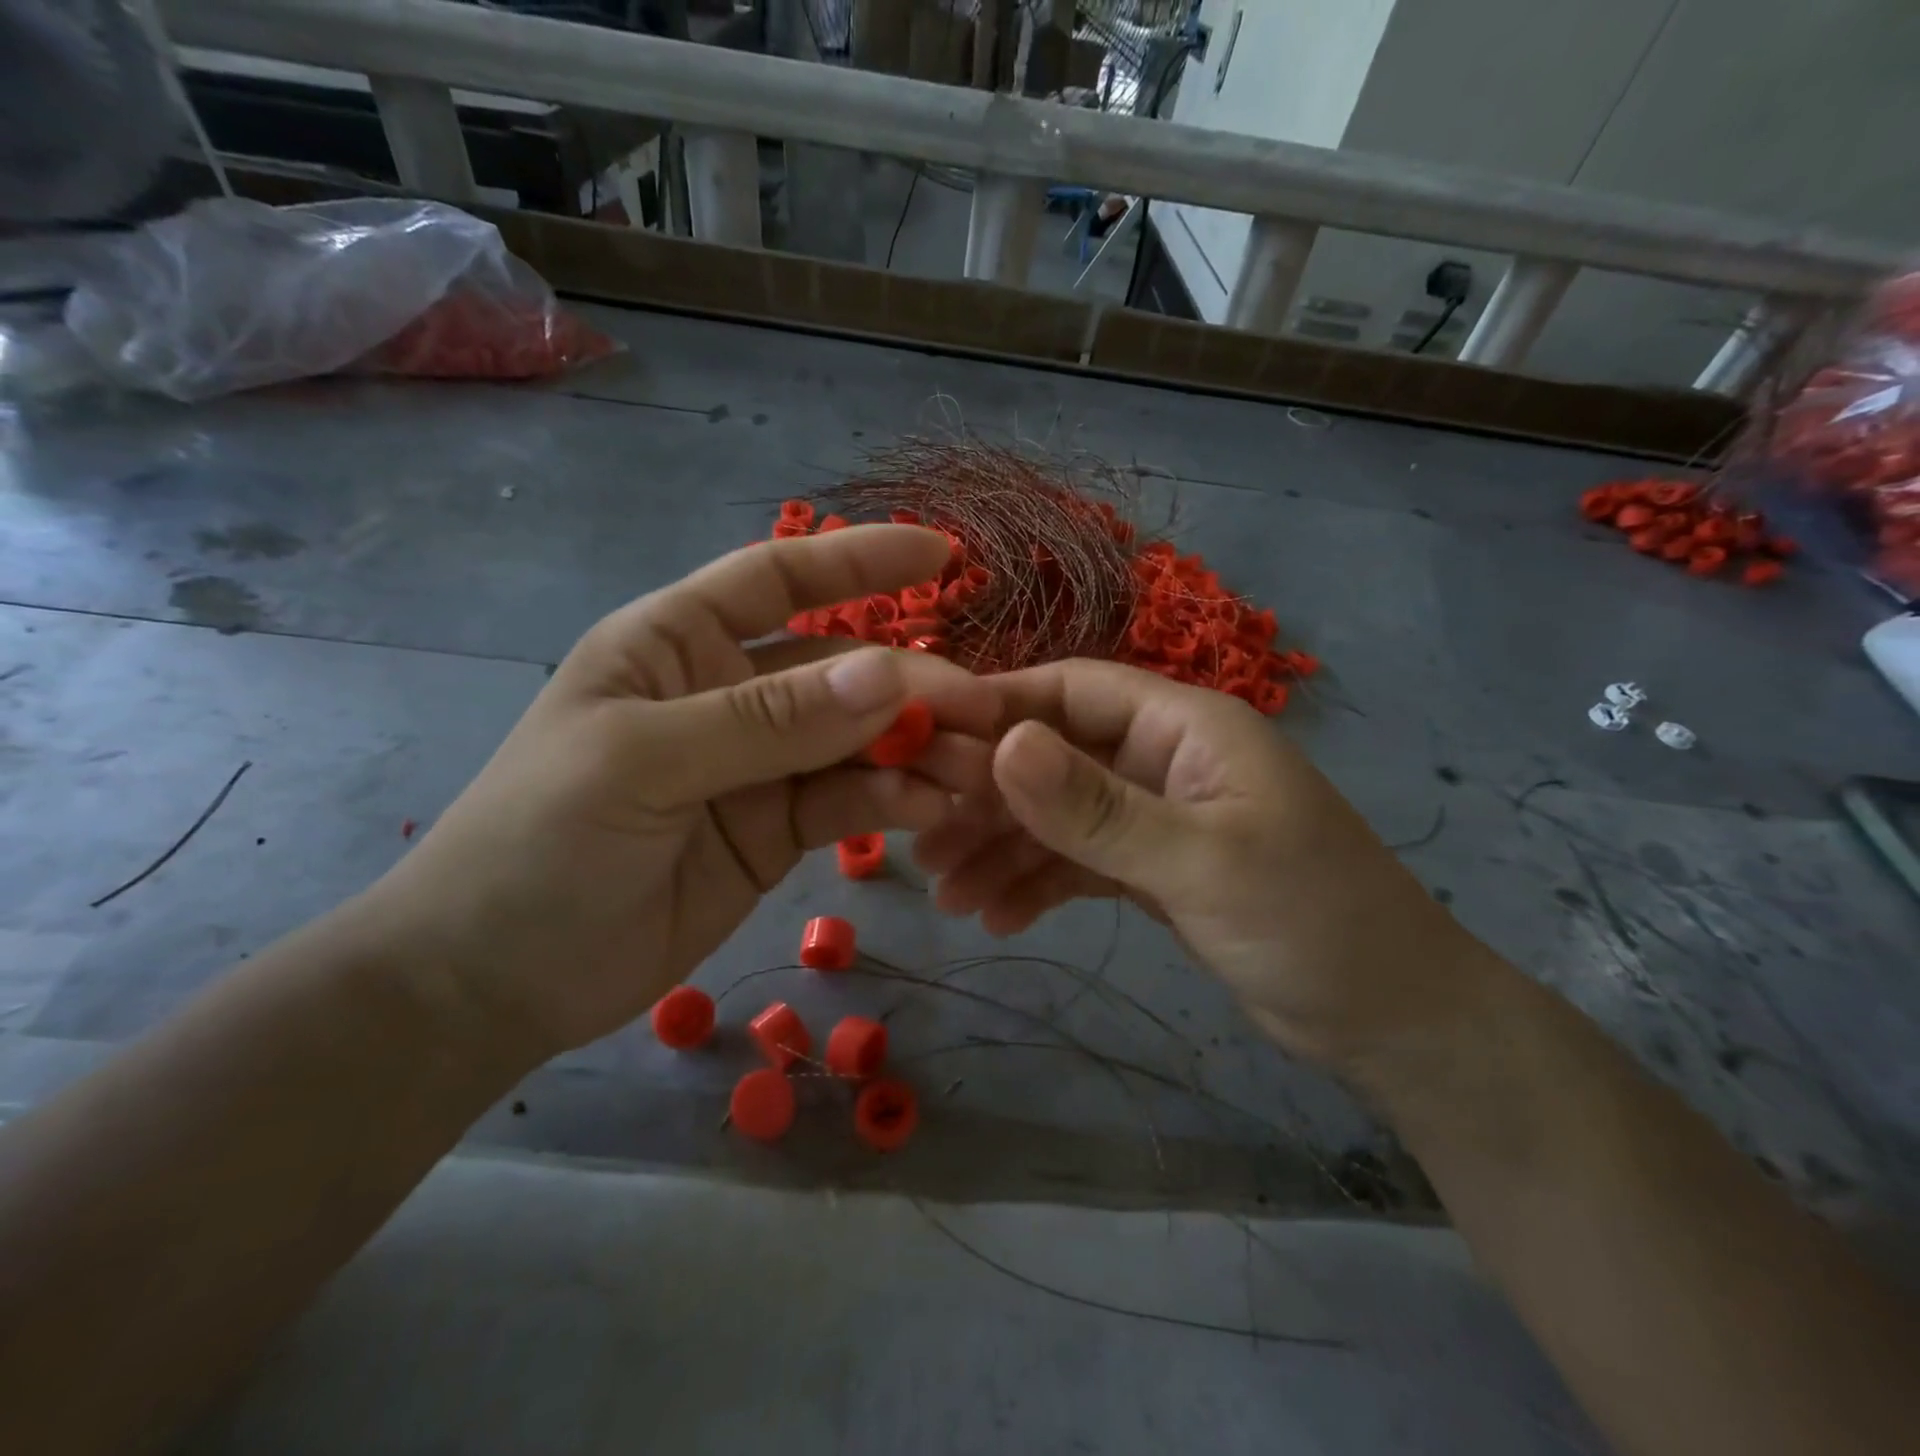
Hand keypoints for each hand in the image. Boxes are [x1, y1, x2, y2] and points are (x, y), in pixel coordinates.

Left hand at [366, 526, 998, 1057]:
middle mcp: (728, 693)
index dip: (861, 561)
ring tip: (973, 768)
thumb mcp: (644, 763)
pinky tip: (930, 808)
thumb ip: (768, 720)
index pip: (781, 579)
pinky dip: (892, 801)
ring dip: (915, 748)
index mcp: (679, 643)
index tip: (942, 558)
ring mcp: (759, 765)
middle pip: (839, 670)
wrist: (497, 980)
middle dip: (909, 684)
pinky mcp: (779, 830)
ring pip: (857, 740)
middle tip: (979, 709)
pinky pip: (848, 802)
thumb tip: (886, 675)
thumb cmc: (538, 843)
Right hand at [913, 659, 1475, 1068]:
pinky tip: (998, 918)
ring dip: (1003, 849)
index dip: (1000, 708)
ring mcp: (1156, 815)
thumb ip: (1097, 808)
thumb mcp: (1200, 862)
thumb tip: (1001, 745)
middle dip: (989, 798)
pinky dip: (1038, 884)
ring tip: (947, 897)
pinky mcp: (1153, 868)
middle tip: (923, 842)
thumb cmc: (1312, 922)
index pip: (1073, 690)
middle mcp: (1163, 759)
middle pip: (1054, 757)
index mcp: (1184, 727)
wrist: (1390, 1021)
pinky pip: (1079, 862)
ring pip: (1059, 816)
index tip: (927, 742)